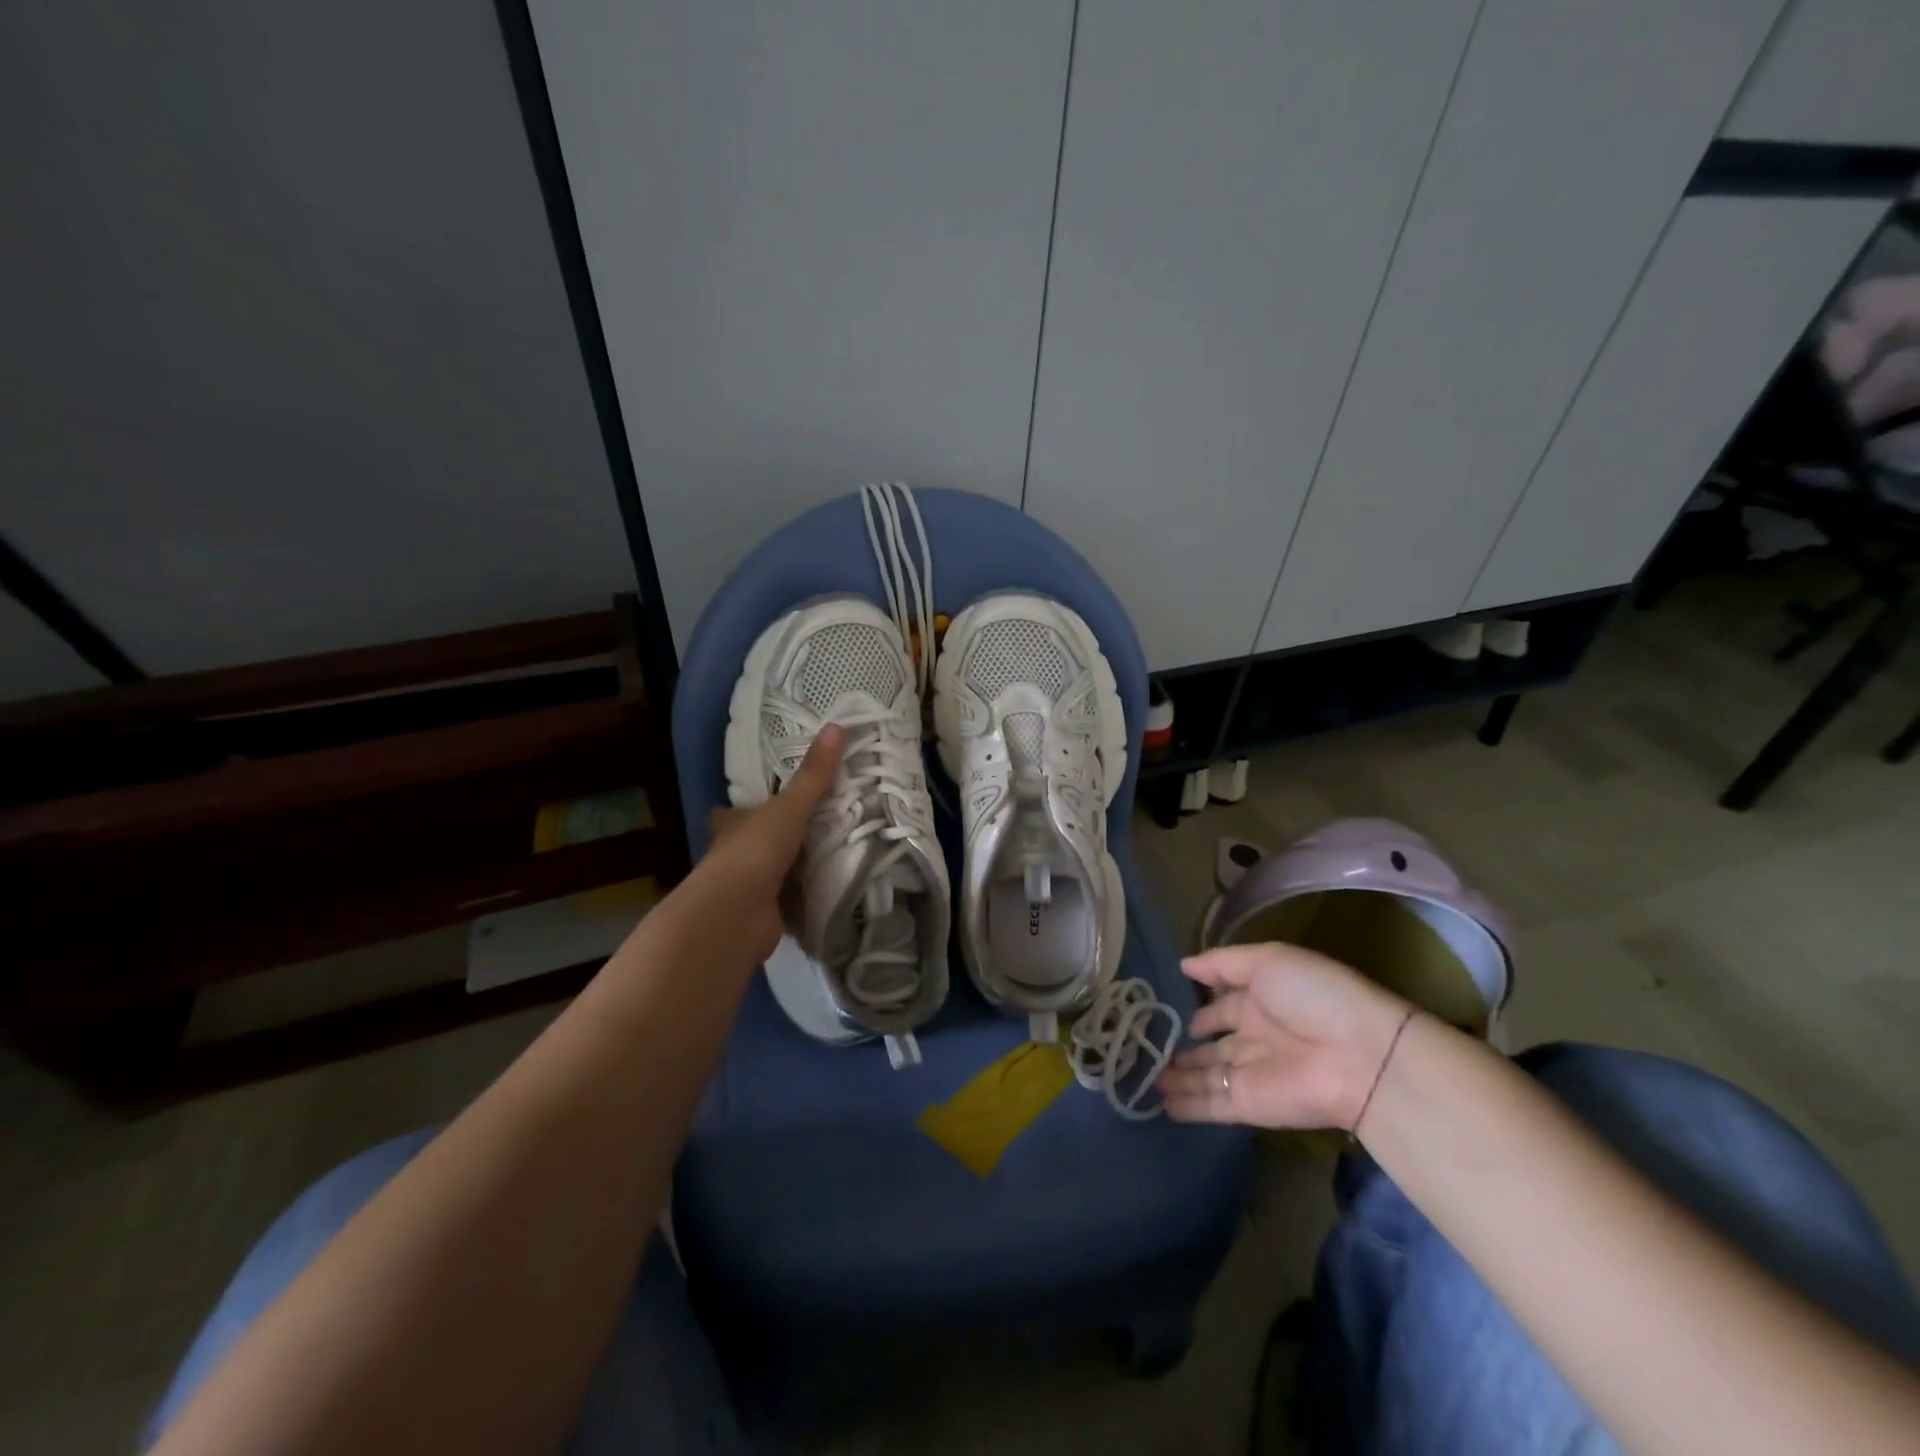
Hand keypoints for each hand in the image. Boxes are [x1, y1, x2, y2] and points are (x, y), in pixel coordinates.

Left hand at [696, 725, 844, 965]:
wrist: (734, 915)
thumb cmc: (754, 851)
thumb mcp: (789, 807)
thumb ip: (814, 775)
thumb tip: (838, 726)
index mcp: (732, 825)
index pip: (736, 812)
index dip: (751, 807)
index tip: (776, 801)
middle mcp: (734, 855)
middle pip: (758, 841)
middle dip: (781, 838)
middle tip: (822, 826)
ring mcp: (748, 888)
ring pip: (776, 872)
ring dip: (798, 868)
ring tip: (837, 854)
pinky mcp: (765, 916)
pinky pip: (791, 901)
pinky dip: (807, 898)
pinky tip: (832, 891)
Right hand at [1159, 943, 1412, 1130]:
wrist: (1360, 1057)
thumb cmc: (1315, 997)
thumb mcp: (1268, 961)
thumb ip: (1222, 963)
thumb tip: (1183, 965)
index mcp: (1262, 1000)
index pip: (1225, 1006)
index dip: (1203, 1010)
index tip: (1176, 1014)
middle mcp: (1255, 1037)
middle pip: (1214, 1047)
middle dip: (1187, 1049)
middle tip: (1152, 1050)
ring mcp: (1251, 1073)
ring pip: (1208, 1076)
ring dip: (1181, 1078)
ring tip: (1148, 1079)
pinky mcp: (1249, 1105)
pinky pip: (1212, 1104)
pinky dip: (1188, 1106)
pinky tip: (1162, 1104)